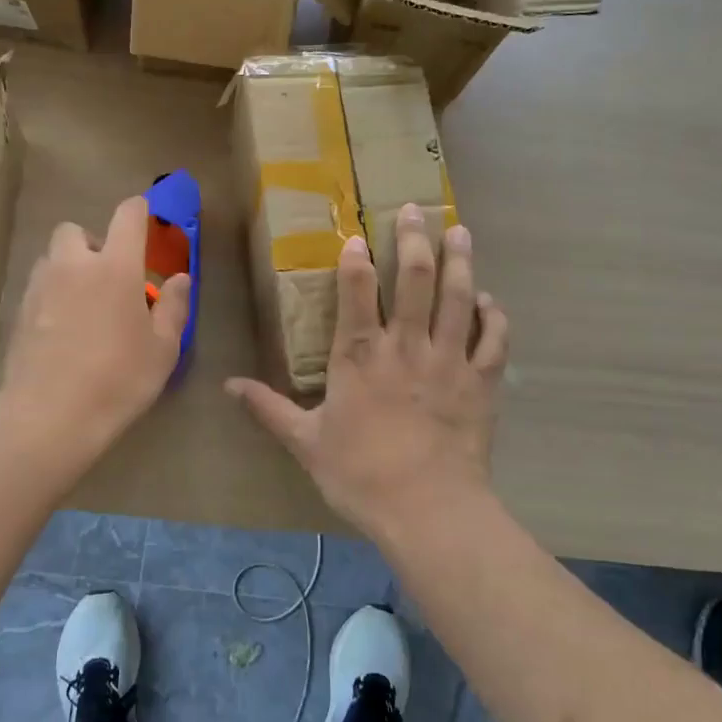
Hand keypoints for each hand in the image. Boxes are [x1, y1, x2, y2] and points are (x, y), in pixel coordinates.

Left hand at [0, 196, 190, 462]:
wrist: (50, 416)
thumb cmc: (119, 380)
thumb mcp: (163, 349)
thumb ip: (174, 307)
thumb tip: (179, 278)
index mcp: (116, 267)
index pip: (127, 215)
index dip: (139, 210)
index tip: (146, 219)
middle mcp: (74, 265)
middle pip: (75, 230)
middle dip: (92, 243)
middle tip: (108, 275)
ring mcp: (40, 286)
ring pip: (52, 258)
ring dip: (68, 267)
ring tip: (83, 303)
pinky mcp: (18, 311)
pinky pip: (37, 286)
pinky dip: (51, 294)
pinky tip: (62, 328)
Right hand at [226, 204, 509, 541]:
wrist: (428, 510)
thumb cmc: (361, 475)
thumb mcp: (306, 442)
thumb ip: (268, 409)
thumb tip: (228, 386)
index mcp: (361, 356)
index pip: (357, 293)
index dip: (356, 260)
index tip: (357, 237)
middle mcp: (406, 346)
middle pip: (414, 280)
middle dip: (414, 240)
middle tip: (415, 210)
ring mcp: (448, 360)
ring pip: (457, 297)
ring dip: (459, 261)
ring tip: (459, 231)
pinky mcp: (481, 381)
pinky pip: (492, 339)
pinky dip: (492, 315)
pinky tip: (488, 299)